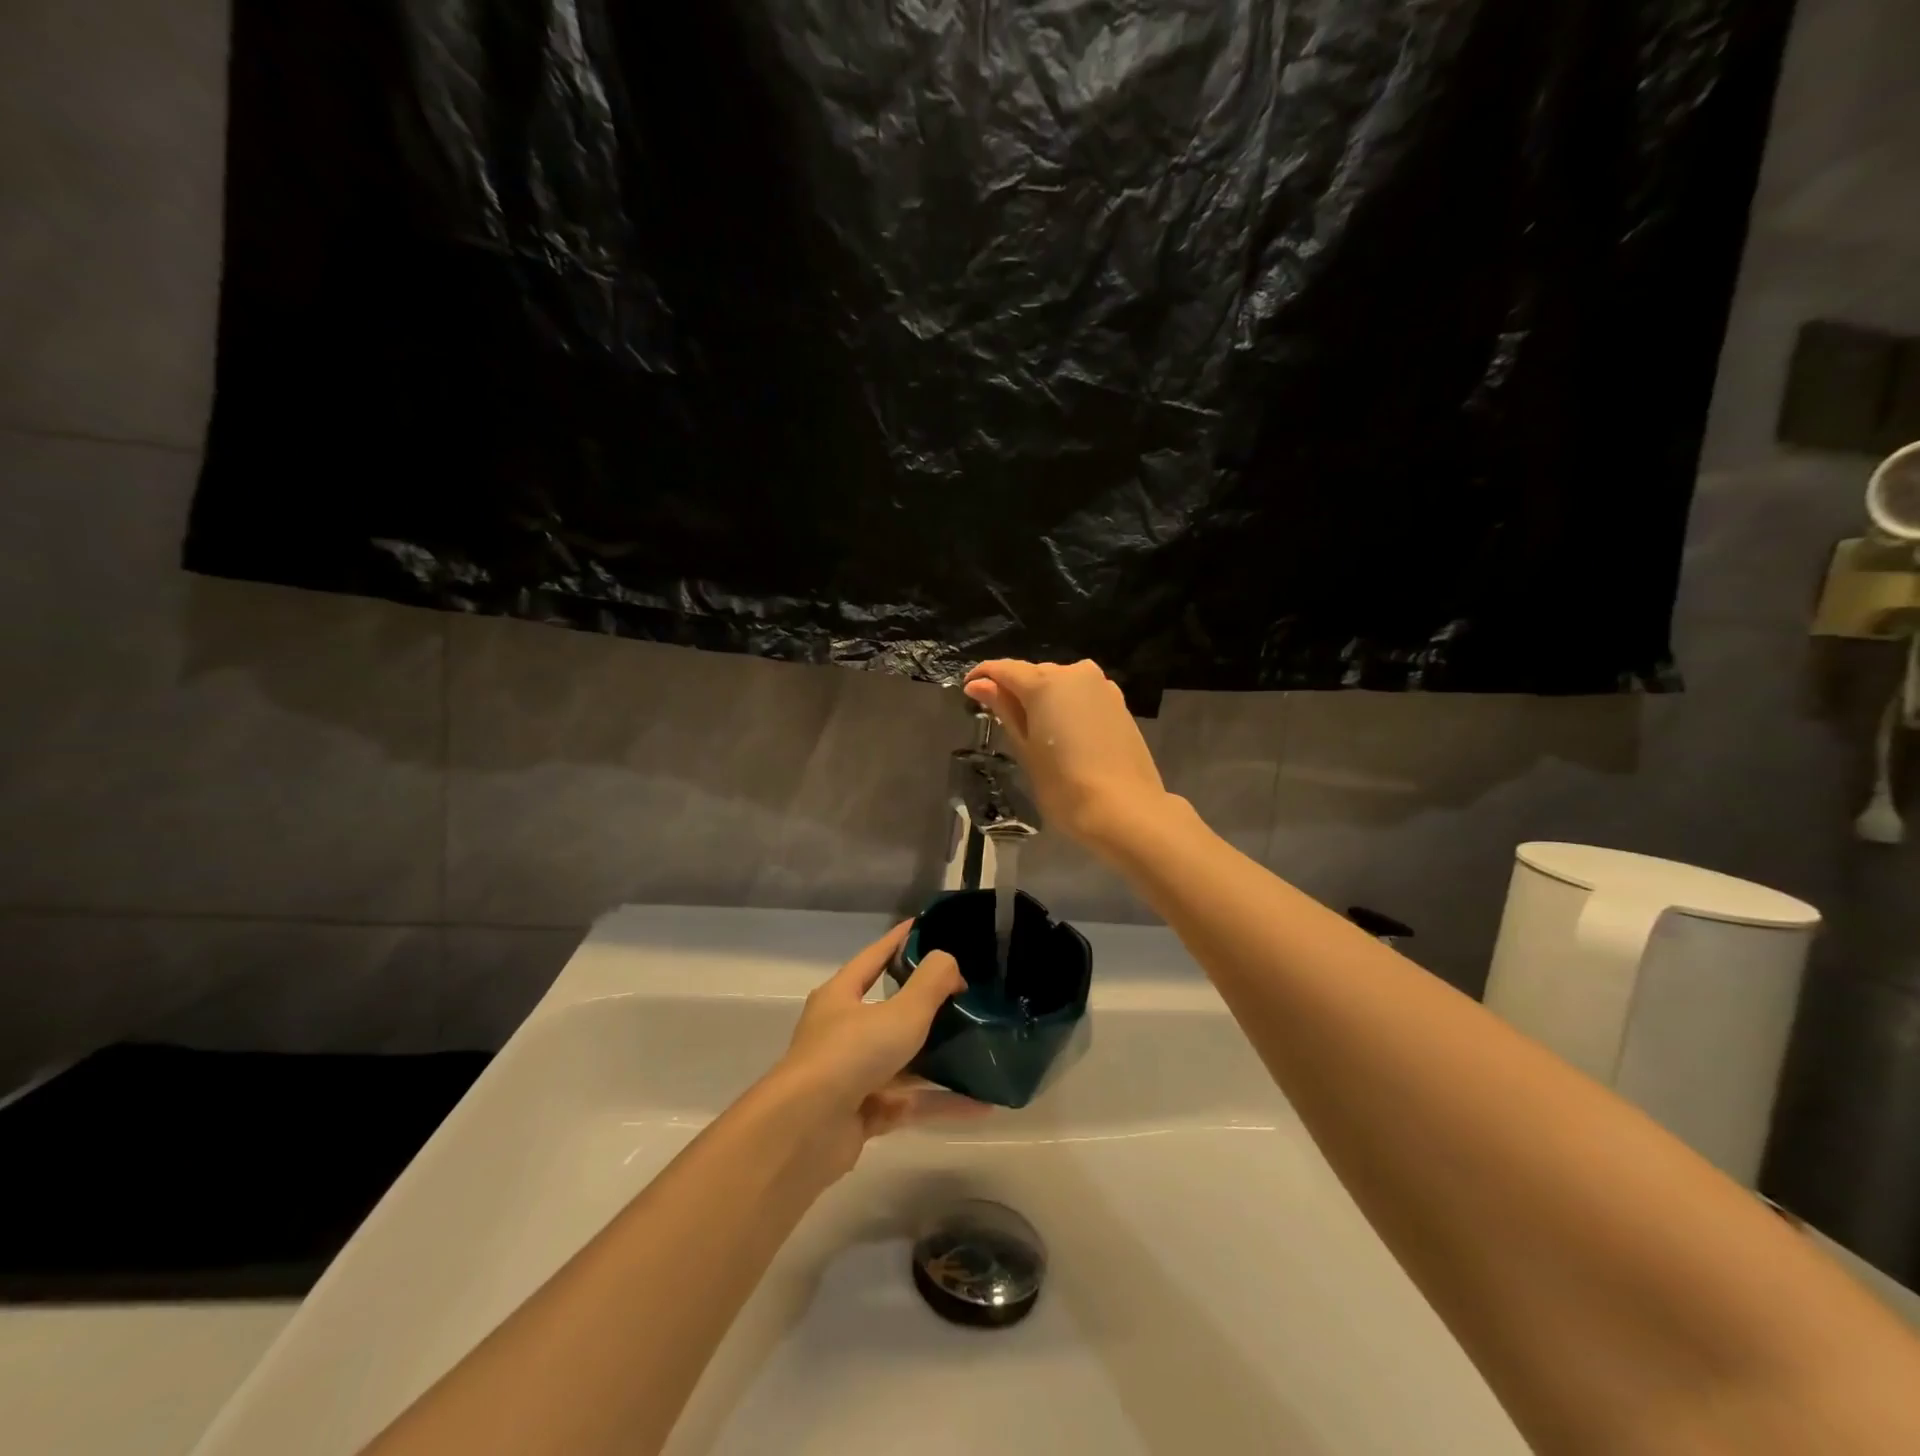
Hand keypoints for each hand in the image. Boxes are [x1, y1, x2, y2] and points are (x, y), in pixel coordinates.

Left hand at [769, 923, 983, 1179]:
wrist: (804, 1132)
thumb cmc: (850, 1055)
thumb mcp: (899, 1012)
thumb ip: (930, 983)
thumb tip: (950, 963)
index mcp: (841, 996)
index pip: (874, 957)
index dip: (899, 940)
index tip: (926, 926)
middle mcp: (843, 1031)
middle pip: (890, 1010)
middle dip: (927, 1004)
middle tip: (967, 994)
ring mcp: (852, 1075)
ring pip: (903, 1060)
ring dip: (940, 1057)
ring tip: (981, 1049)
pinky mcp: (862, 1114)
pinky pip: (910, 1101)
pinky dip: (941, 1101)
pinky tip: (980, 1103)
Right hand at [964, 658, 1169, 848]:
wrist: (1125, 809)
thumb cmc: (1064, 785)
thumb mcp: (1025, 748)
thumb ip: (1004, 710)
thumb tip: (978, 684)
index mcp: (1045, 682)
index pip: (1004, 669)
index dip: (982, 676)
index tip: (968, 691)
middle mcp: (1074, 673)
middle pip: (1034, 673)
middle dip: (1014, 689)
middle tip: (999, 717)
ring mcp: (1102, 686)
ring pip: (1060, 683)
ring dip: (1042, 698)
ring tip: (1032, 728)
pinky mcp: (1119, 703)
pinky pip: (1082, 695)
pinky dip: (1066, 706)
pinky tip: (1063, 732)